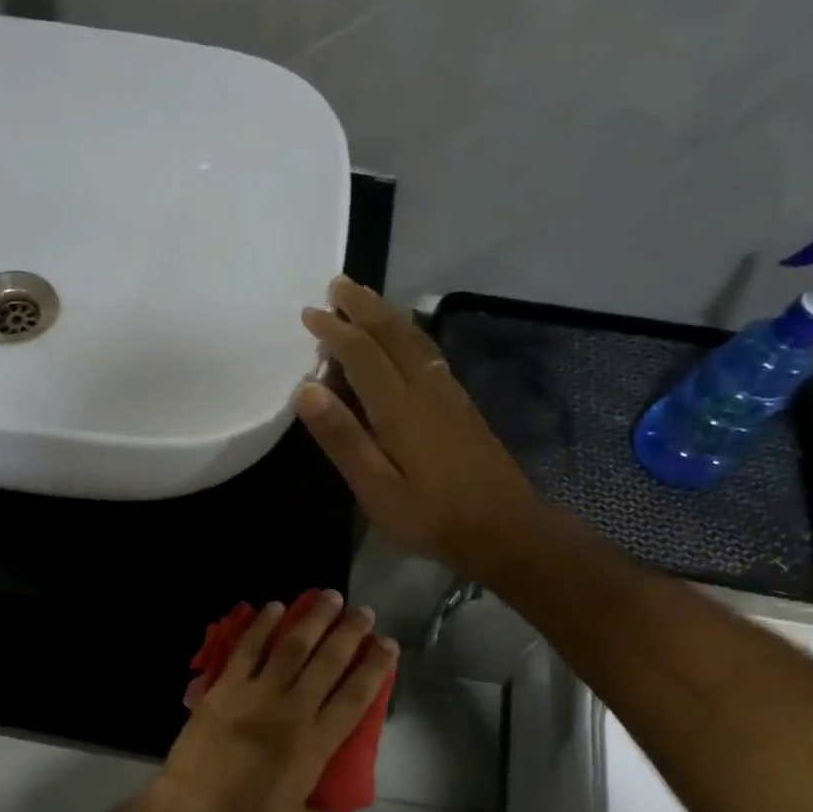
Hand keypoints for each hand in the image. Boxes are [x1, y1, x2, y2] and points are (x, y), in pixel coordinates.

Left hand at [152, 590, 396, 811]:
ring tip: (328, 597)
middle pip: (329, 661)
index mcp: (316, 743)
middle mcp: (293, 710)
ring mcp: (258, 694)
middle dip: (350, 632)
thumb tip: (334, 806)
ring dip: (313, 618)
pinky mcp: (226, 687)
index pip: (356, 696)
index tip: (387, 645)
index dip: (375, 668)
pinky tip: (274, 607)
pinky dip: (262, 626)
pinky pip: (248, 649)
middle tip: (363, 612)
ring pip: (292, 646)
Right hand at [296, 277, 547, 582]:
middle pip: (391, 334)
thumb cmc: (432, 516)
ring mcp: (449, 393)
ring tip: (366, 298)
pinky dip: (409, 333)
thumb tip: (307, 389)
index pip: (361, 354)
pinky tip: (407, 337)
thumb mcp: (376, 489)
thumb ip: (343, 438)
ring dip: (386, 314)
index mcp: (399, 407)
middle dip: (362, 307)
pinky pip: (429, 352)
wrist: (505, 528)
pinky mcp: (462, 405)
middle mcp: (425, 387)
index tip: (309, 313)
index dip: (334, 330)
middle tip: (337, 284)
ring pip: (414, 338)